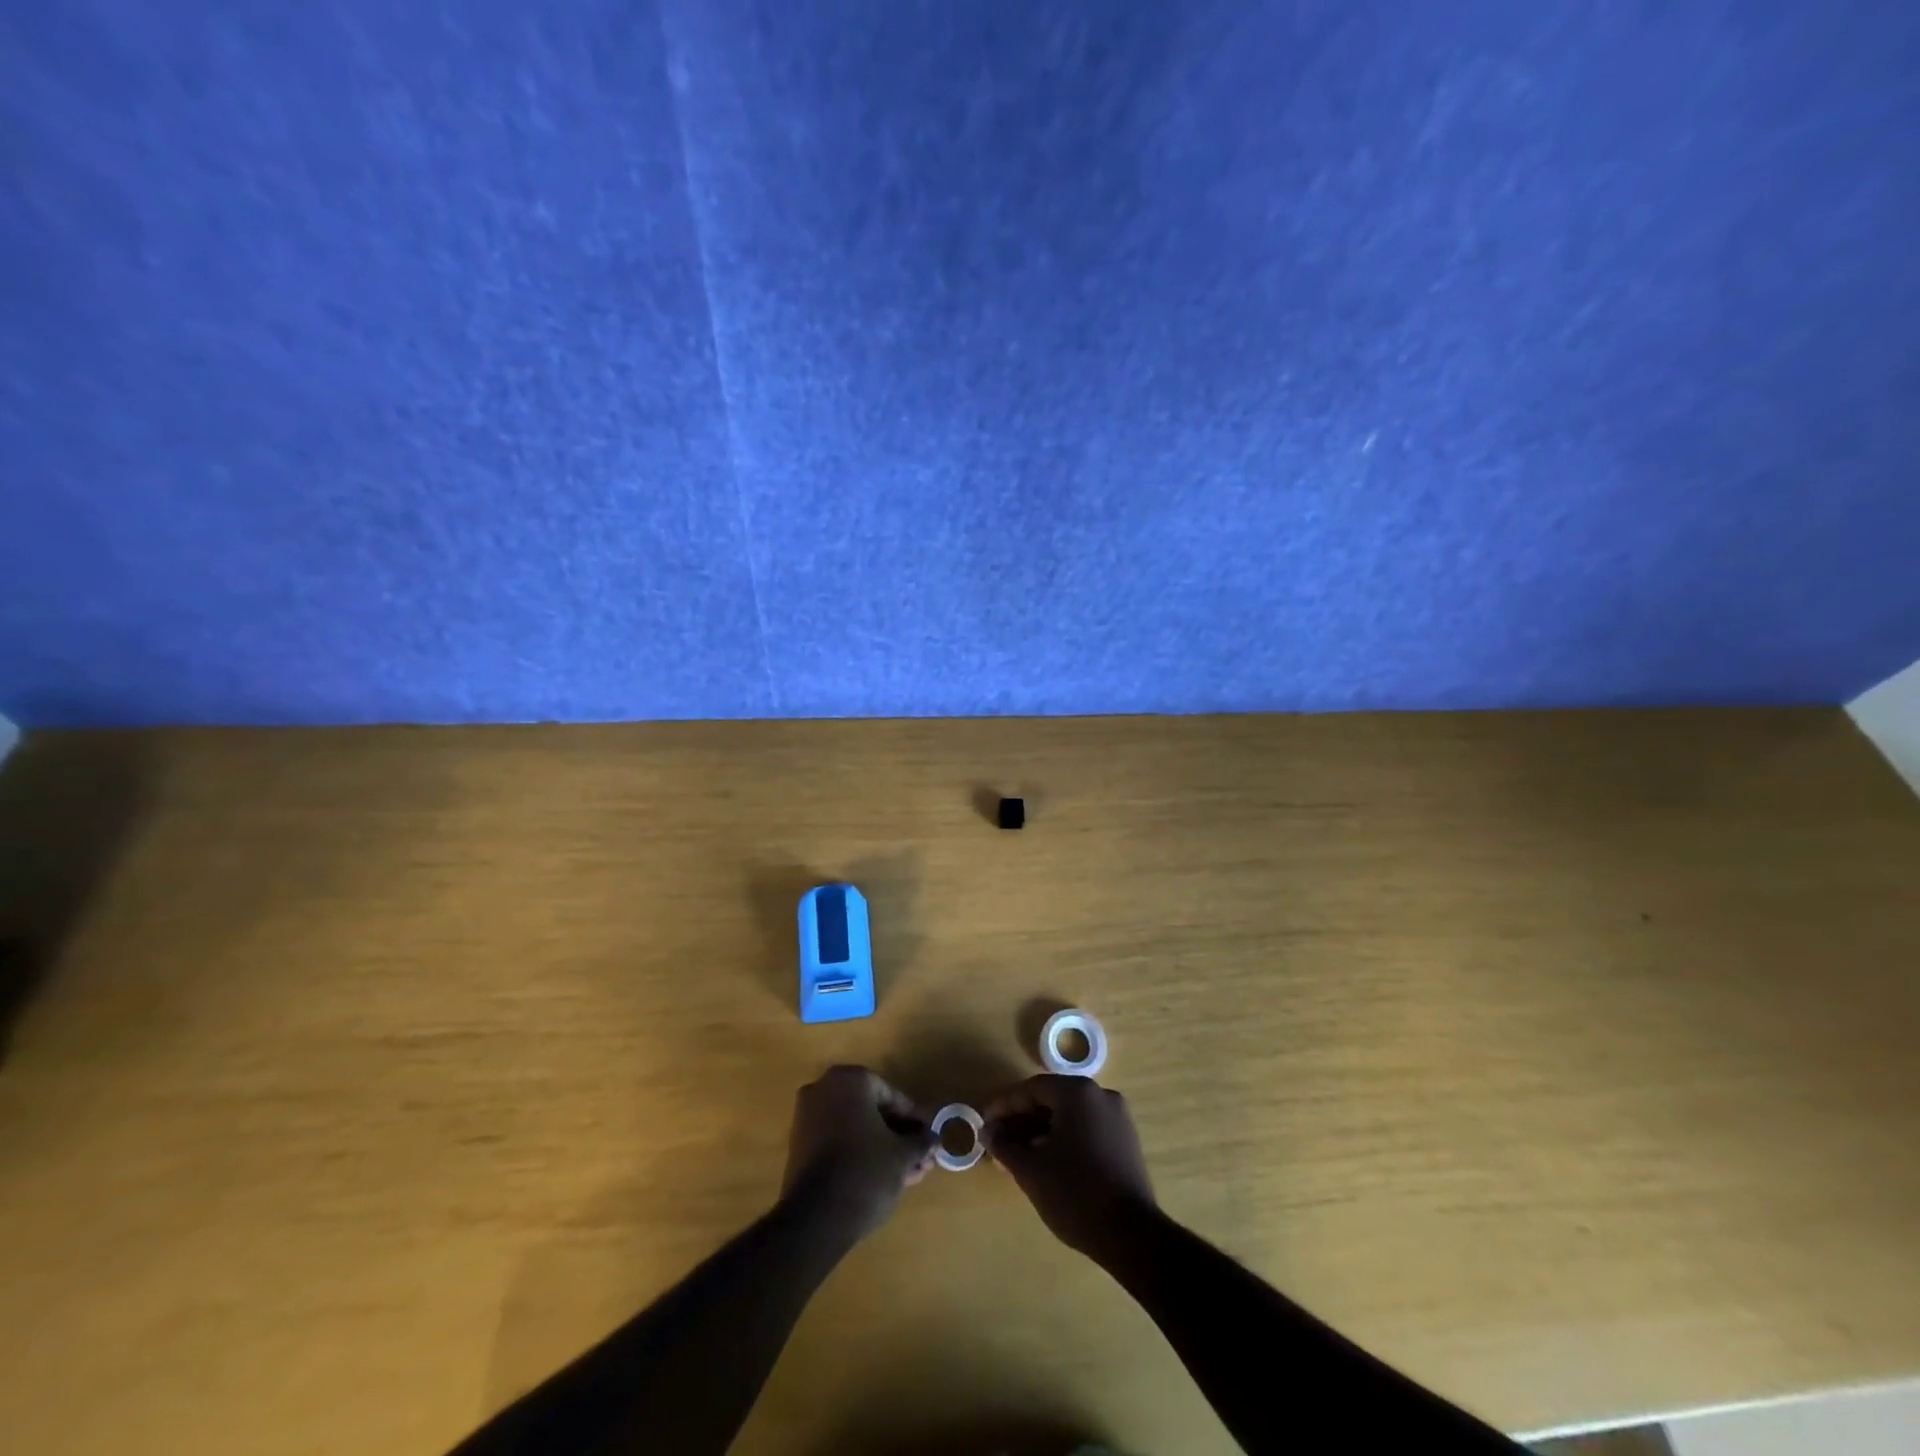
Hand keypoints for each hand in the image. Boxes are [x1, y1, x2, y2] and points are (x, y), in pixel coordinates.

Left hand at [782, 1066, 935, 1239]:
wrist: (815, 1220)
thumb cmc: (865, 1171)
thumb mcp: (902, 1155)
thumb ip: (920, 1141)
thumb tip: (933, 1139)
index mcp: (849, 1080)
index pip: (890, 1094)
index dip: (913, 1118)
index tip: (929, 1137)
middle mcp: (823, 1089)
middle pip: (872, 1111)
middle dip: (899, 1136)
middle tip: (922, 1158)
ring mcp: (808, 1118)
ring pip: (856, 1129)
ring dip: (884, 1148)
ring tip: (910, 1174)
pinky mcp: (800, 1147)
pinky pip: (839, 1143)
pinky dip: (861, 1155)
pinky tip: (887, 1178)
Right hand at [984, 1075, 1156, 1258]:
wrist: (1131, 1236)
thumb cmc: (1075, 1193)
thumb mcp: (1030, 1169)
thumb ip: (1004, 1145)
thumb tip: (987, 1131)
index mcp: (1078, 1092)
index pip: (1032, 1089)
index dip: (1004, 1106)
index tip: (984, 1124)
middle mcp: (1100, 1095)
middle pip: (1051, 1099)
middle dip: (1021, 1120)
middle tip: (998, 1142)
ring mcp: (1117, 1117)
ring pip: (1069, 1116)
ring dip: (1040, 1131)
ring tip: (1018, 1156)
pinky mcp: (1126, 1141)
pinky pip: (1086, 1129)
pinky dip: (1063, 1139)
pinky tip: (1046, 1162)